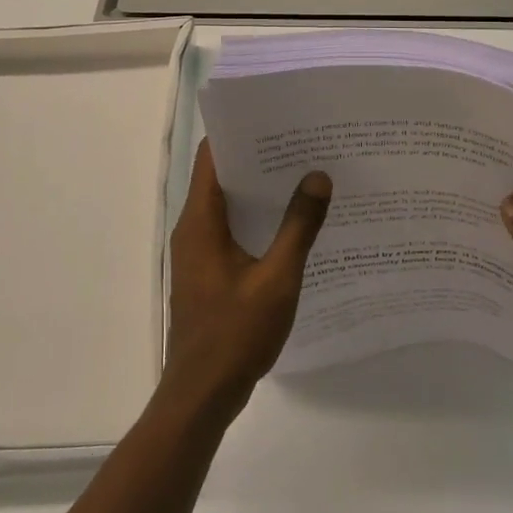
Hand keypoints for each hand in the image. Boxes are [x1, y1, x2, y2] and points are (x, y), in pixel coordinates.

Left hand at [162, 141, 332, 419]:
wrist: (202, 394)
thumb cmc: (236, 332)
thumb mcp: (277, 278)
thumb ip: (299, 227)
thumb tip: (319, 177)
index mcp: (201, 220)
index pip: (212, 156)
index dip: (241, 132)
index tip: (277, 118)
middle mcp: (193, 228)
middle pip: (222, 176)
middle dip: (259, 158)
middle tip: (302, 144)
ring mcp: (199, 251)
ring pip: (228, 205)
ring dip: (260, 190)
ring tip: (303, 175)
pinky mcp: (208, 272)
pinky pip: (231, 230)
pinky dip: (257, 219)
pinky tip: (292, 224)